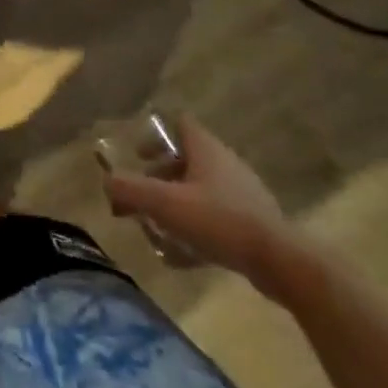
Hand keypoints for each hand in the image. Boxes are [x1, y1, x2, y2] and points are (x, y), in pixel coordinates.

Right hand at [101, 116, 301, 297]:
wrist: (282, 263)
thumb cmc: (219, 221)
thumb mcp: (165, 203)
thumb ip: (130, 190)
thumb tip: (106, 182)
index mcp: (206, 149)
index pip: (179, 124)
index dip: (155, 135)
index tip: (138, 155)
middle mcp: (226, 163)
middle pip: (186, 158)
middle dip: (160, 175)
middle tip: (142, 195)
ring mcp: (244, 193)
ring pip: (201, 187)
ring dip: (178, 200)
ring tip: (160, 224)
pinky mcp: (255, 221)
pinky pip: (217, 214)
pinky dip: (198, 223)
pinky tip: (186, 250)